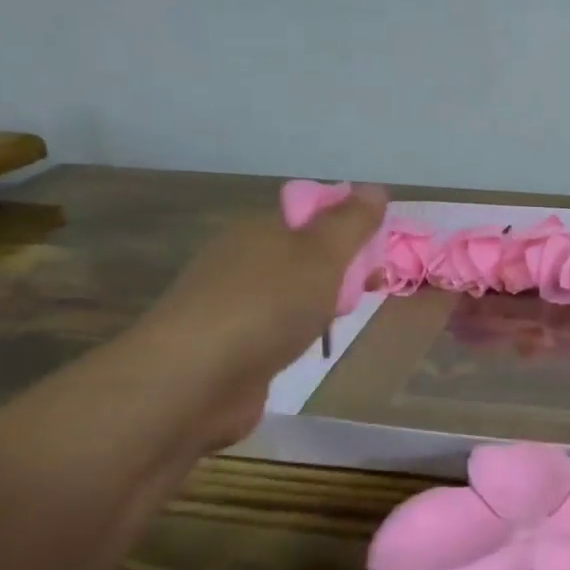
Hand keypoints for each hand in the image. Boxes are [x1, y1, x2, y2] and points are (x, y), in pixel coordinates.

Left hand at [123, 185, 387, 452]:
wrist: (191, 381)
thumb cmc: (266, 306)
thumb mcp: (322, 255)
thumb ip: (351, 222)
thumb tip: (374, 188)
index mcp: (259, 229)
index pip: (313, 216)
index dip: (350, 230)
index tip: (379, 256)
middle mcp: (241, 260)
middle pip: (304, 255)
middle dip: (341, 271)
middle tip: (368, 293)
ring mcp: (230, 304)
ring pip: (290, 293)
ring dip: (319, 304)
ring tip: (341, 323)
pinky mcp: (225, 346)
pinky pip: (274, 329)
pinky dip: (295, 334)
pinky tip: (306, 349)